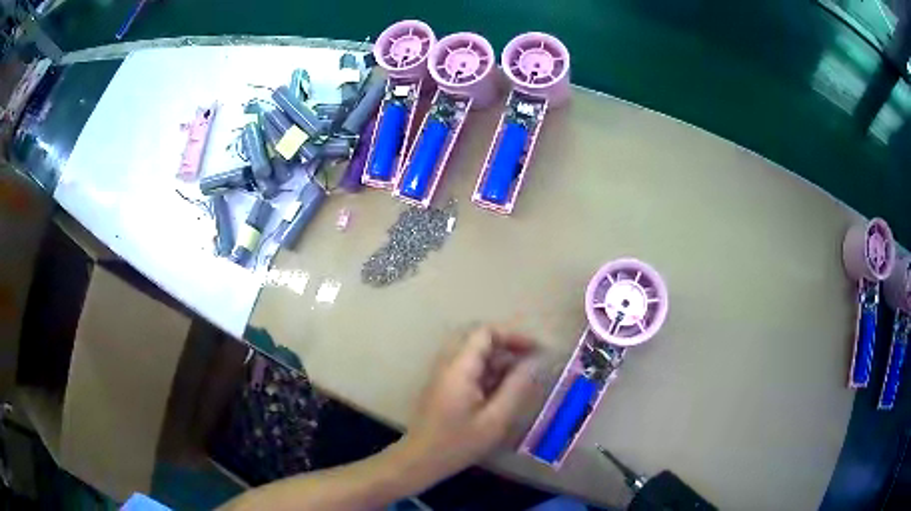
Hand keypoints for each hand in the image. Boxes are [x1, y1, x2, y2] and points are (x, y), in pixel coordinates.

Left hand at [399, 327, 539, 479]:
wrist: (420, 459)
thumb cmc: (458, 442)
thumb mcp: (495, 420)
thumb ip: (516, 388)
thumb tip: (534, 362)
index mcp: (459, 367)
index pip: (485, 332)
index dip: (514, 336)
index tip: (536, 351)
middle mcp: (448, 363)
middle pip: (479, 339)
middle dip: (508, 346)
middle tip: (530, 362)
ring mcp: (443, 374)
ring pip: (474, 354)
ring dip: (499, 361)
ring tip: (520, 380)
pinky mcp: (443, 385)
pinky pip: (468, 368)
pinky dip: (488, 372)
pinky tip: (501, 392)